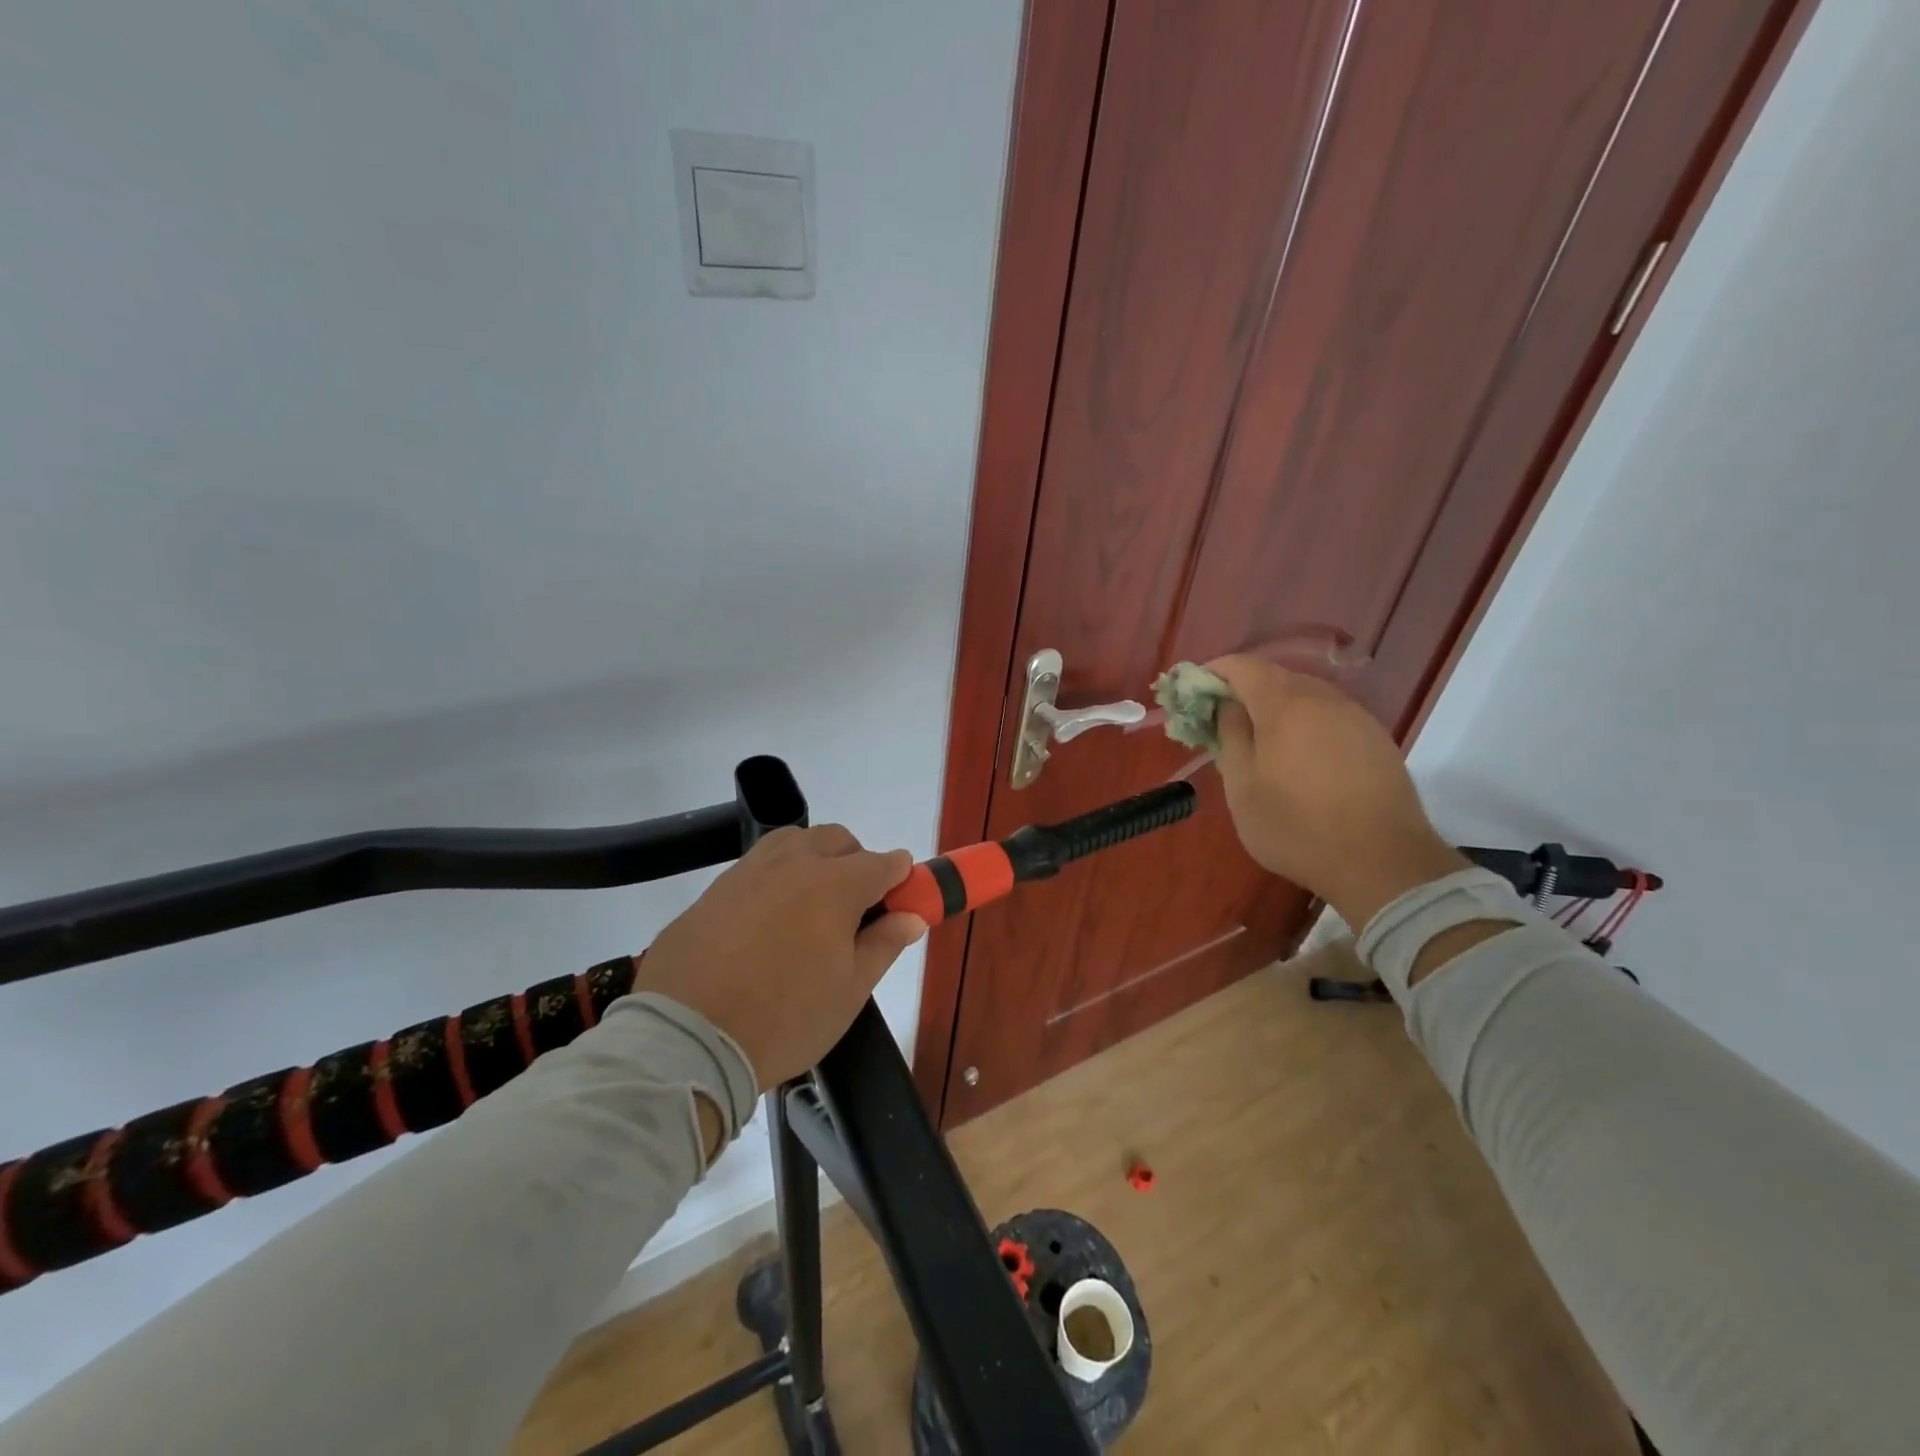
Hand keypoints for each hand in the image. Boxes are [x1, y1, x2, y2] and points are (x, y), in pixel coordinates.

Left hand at [633, 825, 926, 1088]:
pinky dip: (775, 879)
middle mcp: (793, 864)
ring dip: (814, 859)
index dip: (900, 880)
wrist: (686, 1039)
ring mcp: (747, 872)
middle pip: (838, 840)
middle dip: (857, 861)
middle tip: (855, 910)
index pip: (883, 863)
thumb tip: (912, 917)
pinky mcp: (713, 890)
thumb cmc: (784, 1019)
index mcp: (835, 885)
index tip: (901, 903)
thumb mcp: (849, 991)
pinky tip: (766, 922)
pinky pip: (756, 867)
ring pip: (793, 842)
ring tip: (810, 907)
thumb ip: (884, 945)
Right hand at [1207, 655, 1467, 929]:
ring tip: (1259, 741)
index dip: (1213, 672)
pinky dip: (1305, 723)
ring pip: (1305, 695)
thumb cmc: (1296, 827)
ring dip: (1276, 707)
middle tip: (1221, 721)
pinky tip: (1300, 757)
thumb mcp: (1242, 788)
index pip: (1242, 666)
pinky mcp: (1376, 738)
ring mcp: (1356, 716)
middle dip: (1243, 690)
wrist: (1383, 863)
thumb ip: (1230, 736)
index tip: (1193, 694)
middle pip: (1275, 676)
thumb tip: (1227, 706)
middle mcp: (1323, 698)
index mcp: (1284, 705)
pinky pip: (1330, 715)